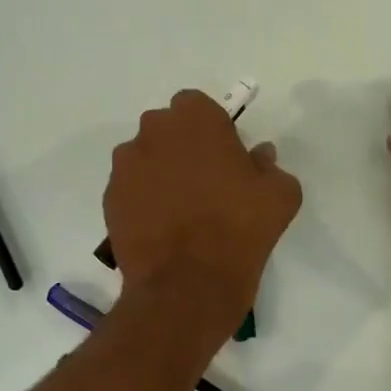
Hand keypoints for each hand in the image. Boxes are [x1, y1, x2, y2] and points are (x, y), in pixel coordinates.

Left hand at [105, 90, 302, 336]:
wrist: (188, 284)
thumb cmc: (241, 229)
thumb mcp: (281, 194)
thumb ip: (269, 165)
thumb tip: (259, 157)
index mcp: (194, 118)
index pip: (197, 106)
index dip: (211, 130)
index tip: (225, 157)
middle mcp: (152, 131)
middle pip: (166, 129)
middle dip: (181, 147)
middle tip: (204, 183)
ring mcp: (125, 166)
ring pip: (144, 158)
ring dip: (160, 173)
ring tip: (180, 210)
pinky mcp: (109, 198)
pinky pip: (130, 189)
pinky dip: (143, 200)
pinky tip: (162, 228)